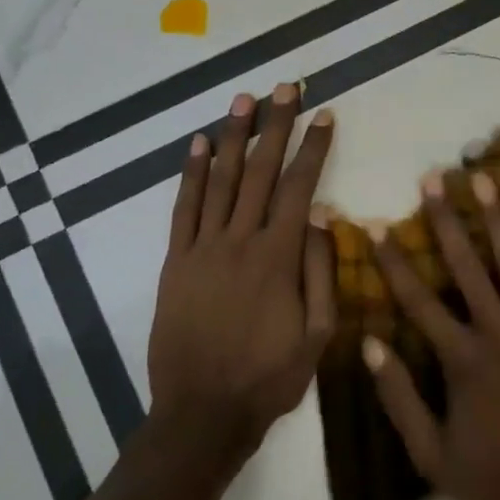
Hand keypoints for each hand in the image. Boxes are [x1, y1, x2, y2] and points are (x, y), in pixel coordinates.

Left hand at [147, 84, 335, 463]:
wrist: (202, 412)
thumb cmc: (270, 377)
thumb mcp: (317, 333)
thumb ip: (321, 271)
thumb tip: (324, 215)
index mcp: (278, 258)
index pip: (301, 187)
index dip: (314, 148)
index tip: (325, 115)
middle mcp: (240, 241)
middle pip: (261, 171)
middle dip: (276, 126)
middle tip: (285, 86)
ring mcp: (202, 249)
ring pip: (221, 181)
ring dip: (235, 137)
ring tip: (244, 100)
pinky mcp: (175, 262)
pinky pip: (183, 209)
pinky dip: (192, 174)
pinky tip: (199, 145)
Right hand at [364, 169, 499, 499]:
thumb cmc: (499, 481)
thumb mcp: (432, 457)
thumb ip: (399, 400)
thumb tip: (370, 344)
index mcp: (462, 361)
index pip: (418, 301)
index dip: (393, 262)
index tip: (377, 225)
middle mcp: (499, 334)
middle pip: (467, 269)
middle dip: (445, 222)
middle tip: (432, 179)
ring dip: (498, 222)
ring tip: (484, 180)